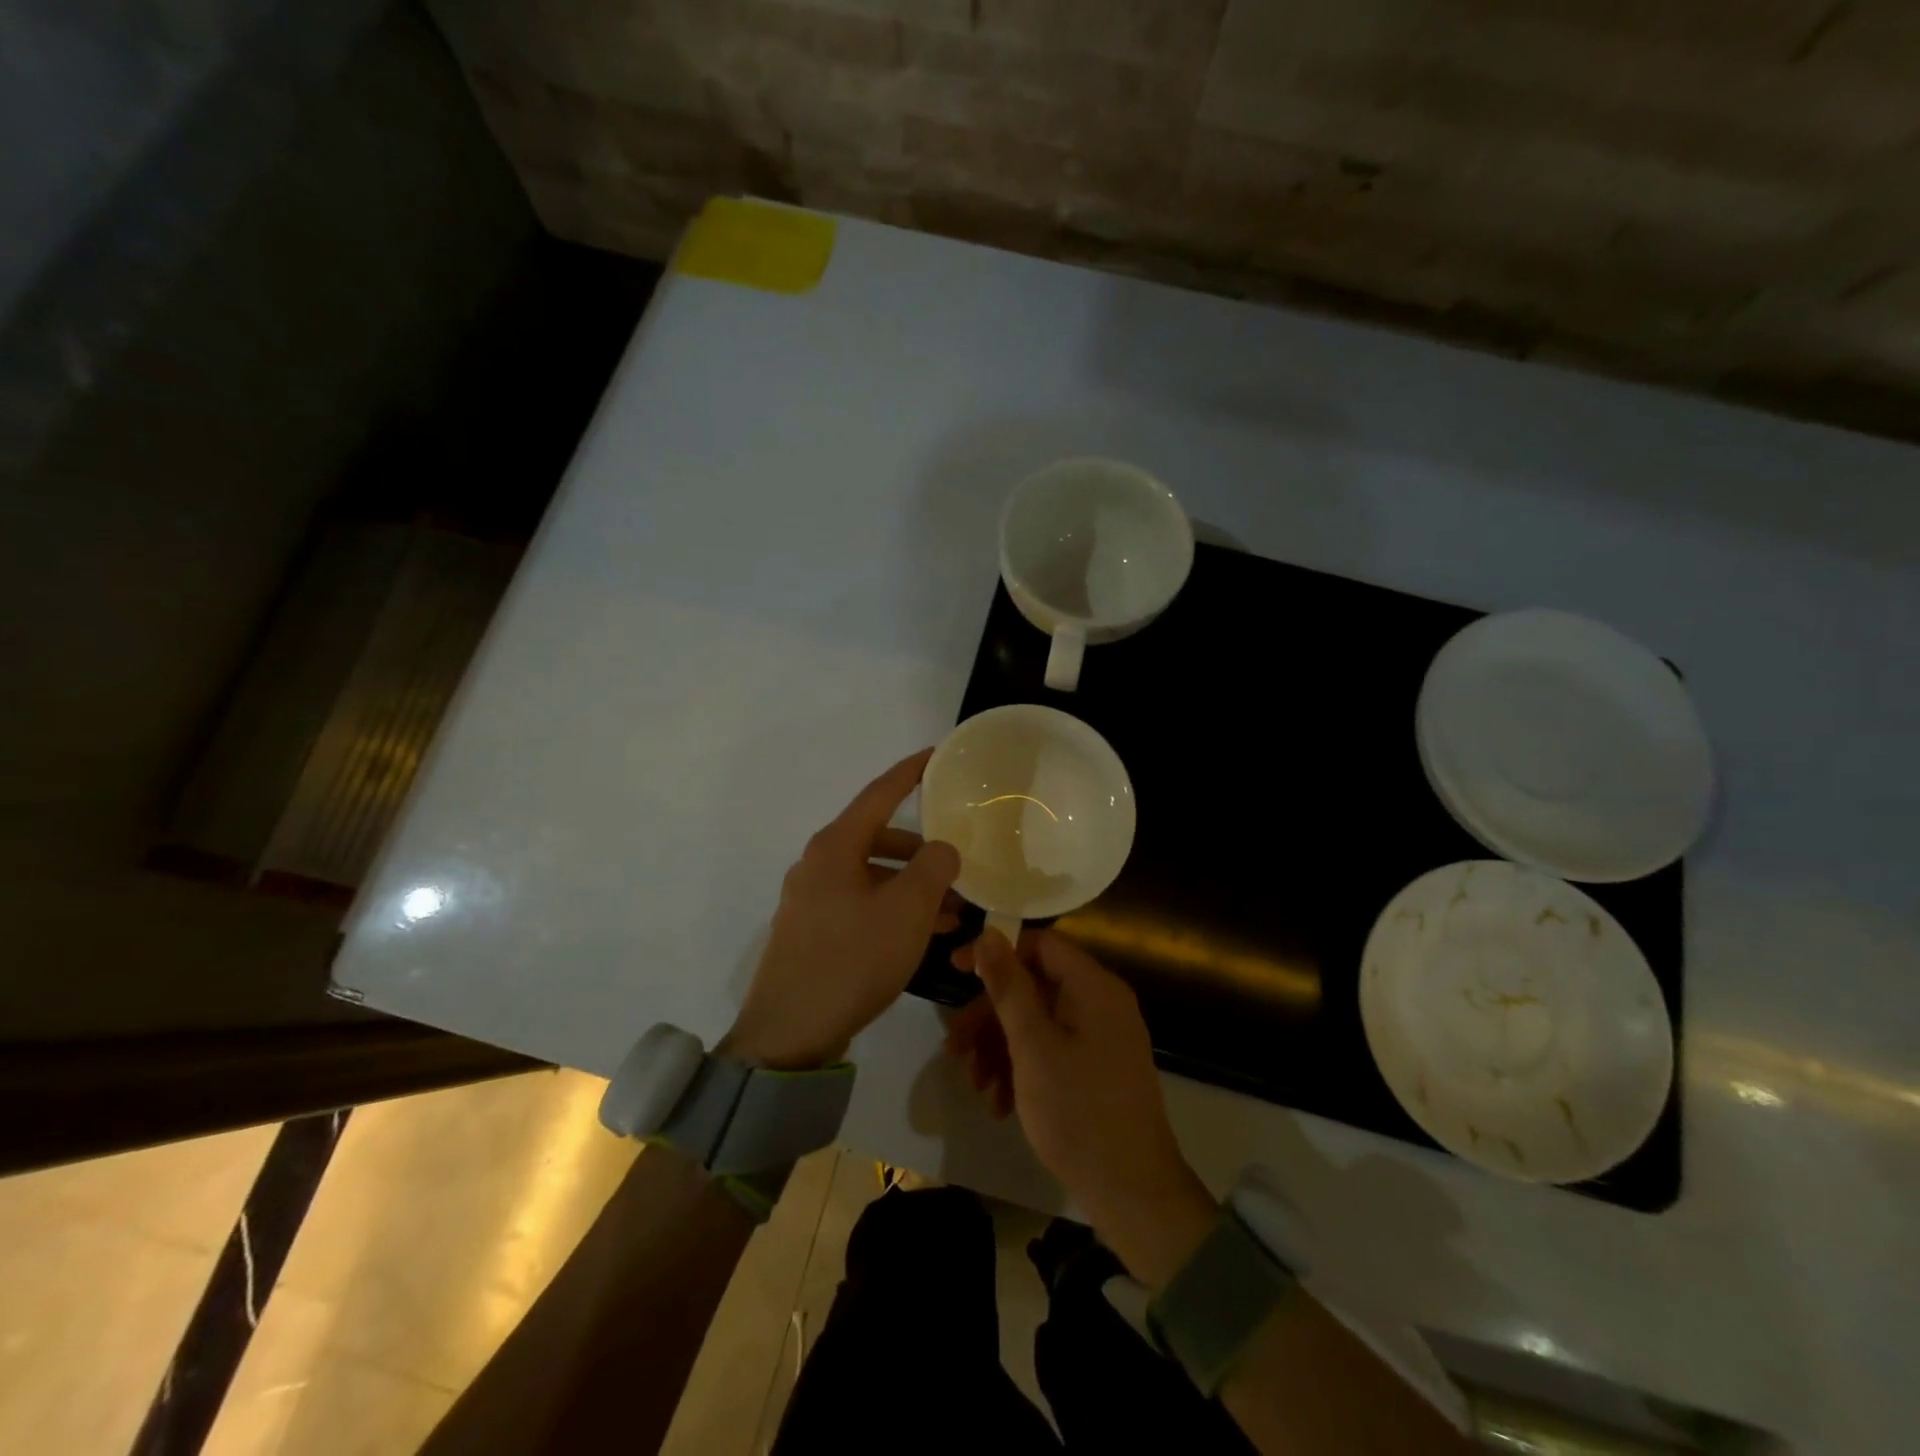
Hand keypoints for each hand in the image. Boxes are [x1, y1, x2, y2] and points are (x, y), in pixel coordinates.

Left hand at [723, 750, 960, 1070]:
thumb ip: (934, 867)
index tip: (935, 756)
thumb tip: (942, 848)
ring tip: (954, 915)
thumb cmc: (853, 959)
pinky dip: (893, 910)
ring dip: (912, 888)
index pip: (879, 794)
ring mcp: (811, 900)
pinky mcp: (812, 932)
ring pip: (873, 877)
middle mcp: (818, 864)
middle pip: (879, 839)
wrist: (790, 1033)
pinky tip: (922, 937)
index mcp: (835, 847)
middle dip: (922, 851)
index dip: (909, 773)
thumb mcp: (907, 909)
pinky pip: (861, 905)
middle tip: (958, 866)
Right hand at [952, 928, 1216, 1288]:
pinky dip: (1022, 1068)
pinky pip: (1053, 1050)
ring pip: (1039, 1022)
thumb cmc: (1078, 1112)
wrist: (1133, 1194)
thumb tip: (989, 934)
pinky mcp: (1097, 1069)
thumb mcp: (1033, 1047)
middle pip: (1035, 987)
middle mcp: (1101, 1003)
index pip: (1041, 944)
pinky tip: (999, 1102)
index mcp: (1094, 987)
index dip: (996, 952)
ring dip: (1000, 1047)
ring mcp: (1102, 1038)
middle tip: (955, 1046)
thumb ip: (1009, 987)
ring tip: (975, 1084)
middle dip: (990, 1015)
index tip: (956, 971)